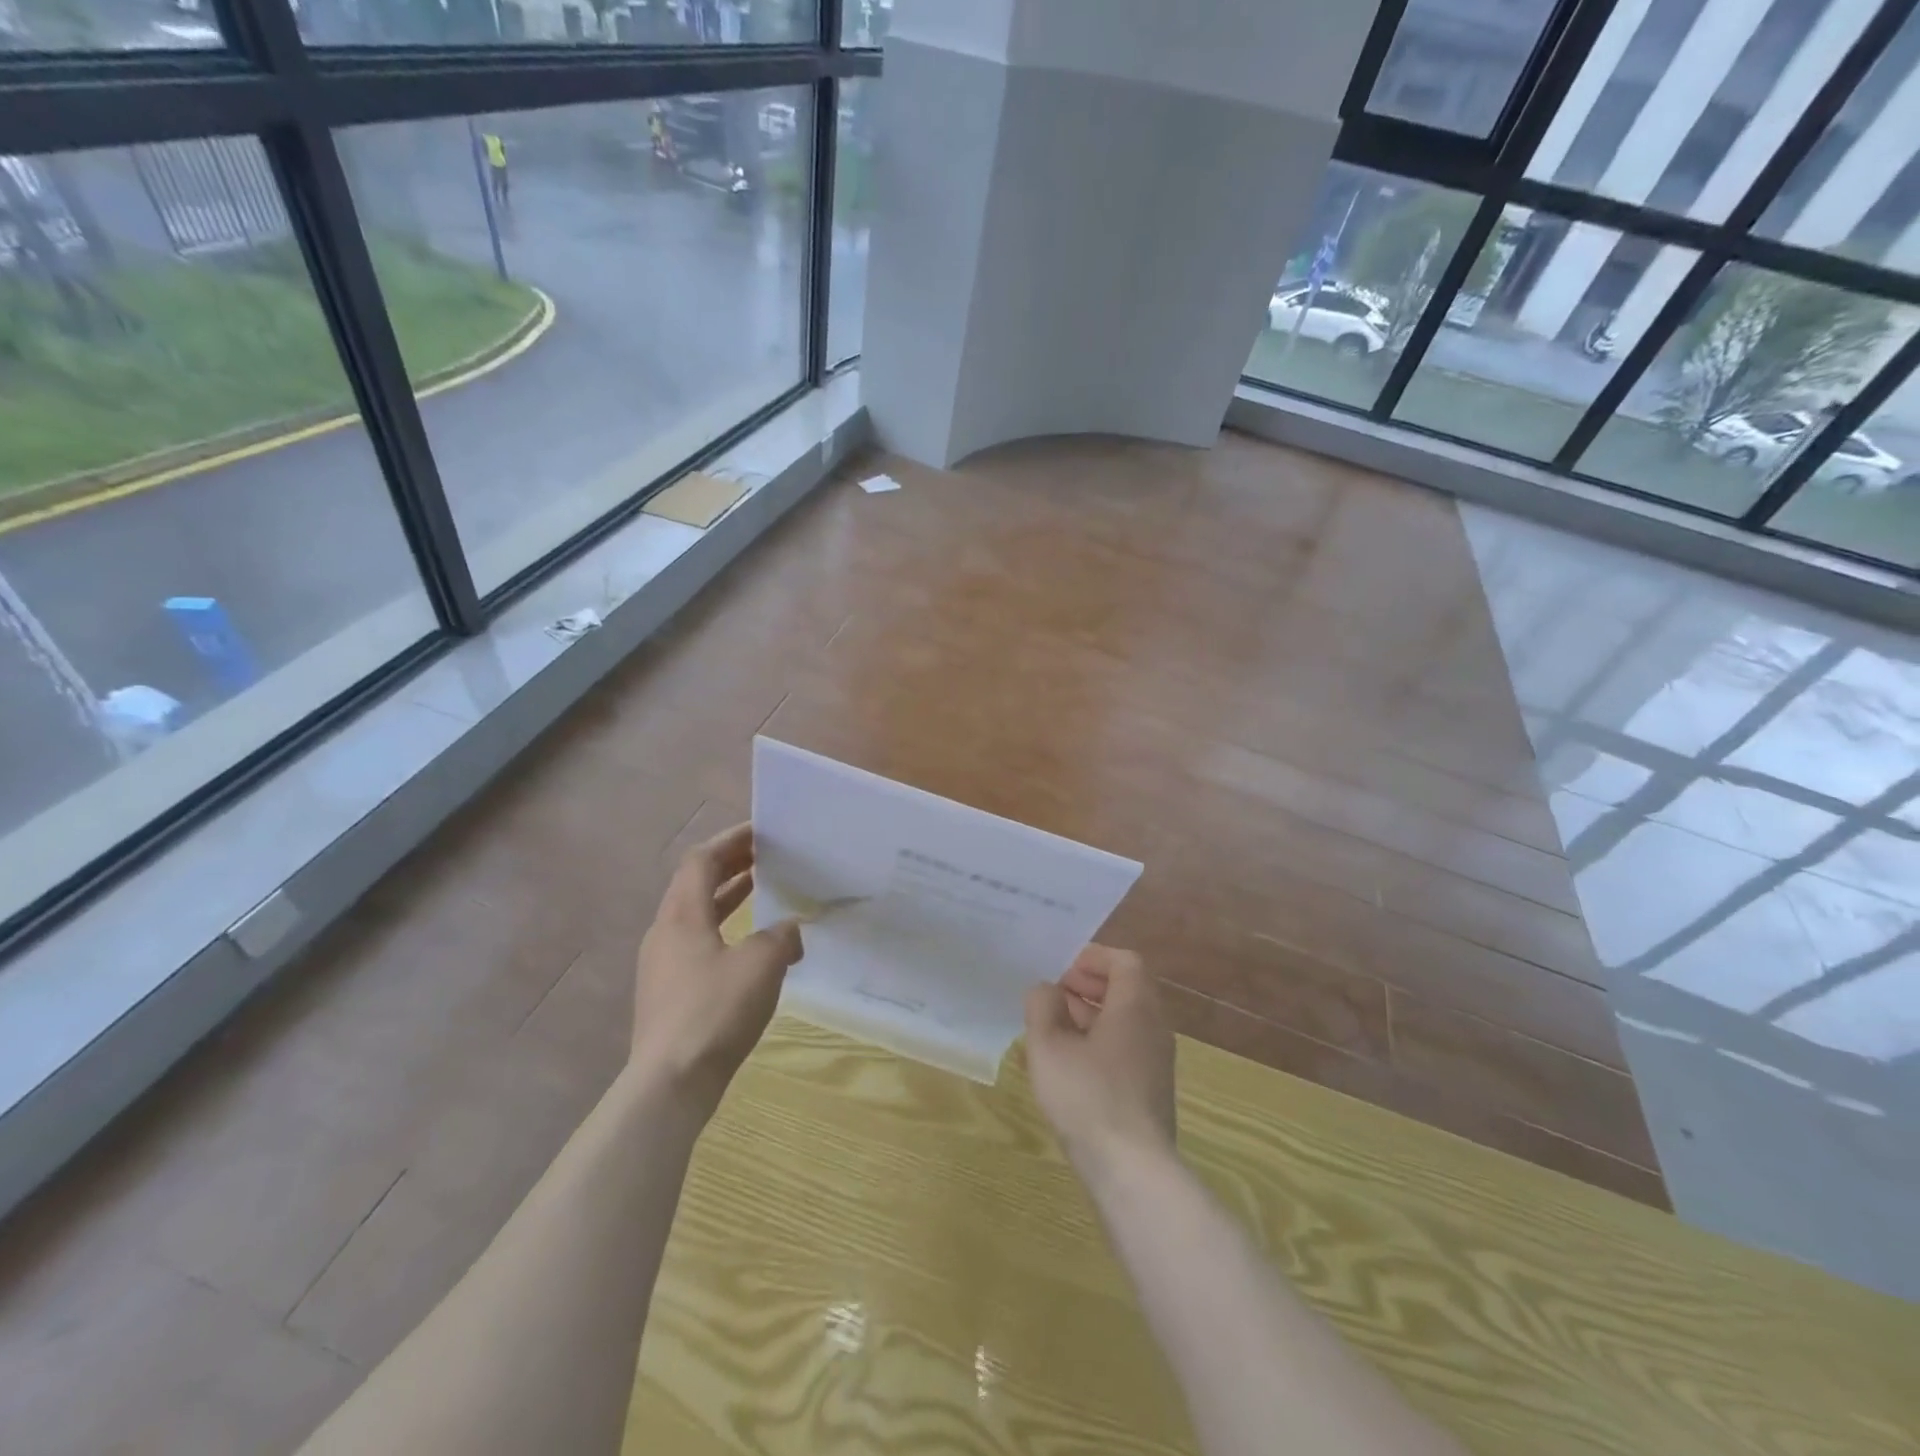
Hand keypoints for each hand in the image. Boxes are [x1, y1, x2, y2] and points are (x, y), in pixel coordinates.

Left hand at [631, 823, 802, 1115]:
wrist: (670, 1084)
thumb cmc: (714, 1012)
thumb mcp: (761, 965)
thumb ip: (781, 938)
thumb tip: (789, 931)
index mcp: (682, 916)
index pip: (702, 860)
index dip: (731, 840)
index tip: (762, 831)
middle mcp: (665, 933)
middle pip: (695, 884)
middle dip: (730, 865)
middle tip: (765, 855)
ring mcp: (662, 965)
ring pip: (696, 915)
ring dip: (727, 897)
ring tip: (760, 889)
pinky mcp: (668, 993)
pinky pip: (698, 943)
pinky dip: (725, 929)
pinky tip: (751, 947)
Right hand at [1023, 945, 1176, 1174]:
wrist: (1132, 1170)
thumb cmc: (1087, 1096)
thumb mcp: (1048, 1046)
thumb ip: (1042, 1007)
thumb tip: (1047, 990)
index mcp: (1135, 1006)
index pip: (1126, 961)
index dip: (1094, 957)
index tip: (1064, 968)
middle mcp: (1154, 1027)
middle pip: (1129, 988)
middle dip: (1091, 984)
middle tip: (1056, 993)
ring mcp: (1157, 1061)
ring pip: (1128, 1020)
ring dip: (1094, 1013)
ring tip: (1056, 1026)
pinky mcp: (1153, 1090)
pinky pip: (1128, 1047)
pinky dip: (1102, 1040)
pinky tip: (1072, 1063)